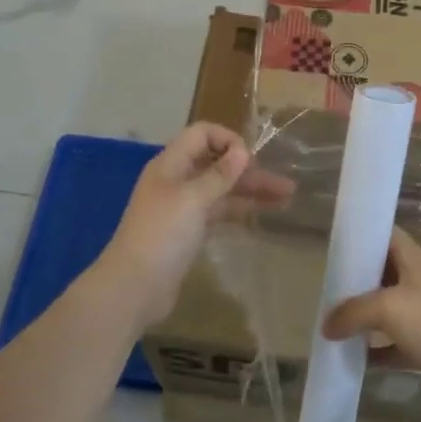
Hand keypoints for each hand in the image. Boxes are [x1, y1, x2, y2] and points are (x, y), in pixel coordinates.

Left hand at [100, 123, 288, 331]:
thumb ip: (219, 175)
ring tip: (286, 199)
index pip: (202, 135)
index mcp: (171, 164)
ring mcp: (183, 208)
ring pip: (222, 191)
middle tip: (285, 184)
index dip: (228, 140)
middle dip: (250, 171)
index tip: (251, 159)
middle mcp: (177, 181)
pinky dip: (240, 212)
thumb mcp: (192, 199)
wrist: (134, 287)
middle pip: (217, 164)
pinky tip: (262, 217)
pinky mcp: (189, 233)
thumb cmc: (162, 235)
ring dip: (251, 192)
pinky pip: (219, 213)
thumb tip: (242, 150)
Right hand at [322, 228, 420, 383]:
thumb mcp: (386, 309)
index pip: (386, 234)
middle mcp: (419, 280)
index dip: (364, 235)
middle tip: (329, 286)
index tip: (338, 244)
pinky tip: (354, 357)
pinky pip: (394, 341)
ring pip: (387, 307)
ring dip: (364, 315)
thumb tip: (325, 325)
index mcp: (413, 259)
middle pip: (382, 272)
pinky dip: (376, 348)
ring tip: (335, 321)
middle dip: (357, 279)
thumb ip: (352, 313)